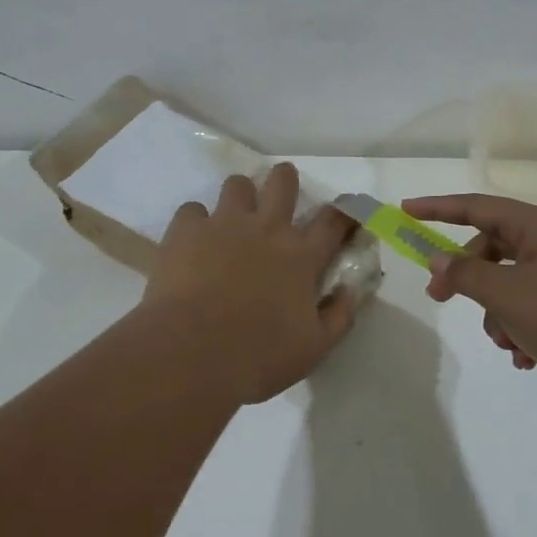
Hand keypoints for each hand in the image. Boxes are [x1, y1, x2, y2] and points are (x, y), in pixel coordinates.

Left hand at [143, 163, 357, 403]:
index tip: (346, 215)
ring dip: (240, 197)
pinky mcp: (186, 231)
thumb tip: (350, 289)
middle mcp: (266, 229)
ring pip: (237, 185)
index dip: (344, 213)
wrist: (192, 354)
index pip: (333, 221)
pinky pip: (192, 210)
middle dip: (285, 181)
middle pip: (283, 182)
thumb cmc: (259, 356)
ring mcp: (224, 224)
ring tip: (232, 218)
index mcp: (301, 257)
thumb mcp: (314, 347)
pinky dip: (195, 223)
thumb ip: (339, 315)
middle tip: (280, 196)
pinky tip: (193, 242)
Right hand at [403, 194, 536, 406]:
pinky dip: (525, 327)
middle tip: (442, 299)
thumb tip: (439, 257)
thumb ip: (467, 274)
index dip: (438, 208)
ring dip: (499, 313)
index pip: (478, 206)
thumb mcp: (508, 296)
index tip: (406, 211)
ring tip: (508, 346)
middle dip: (468, 277)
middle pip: (495, 248)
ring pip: (516, 283)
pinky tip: (528, 358)